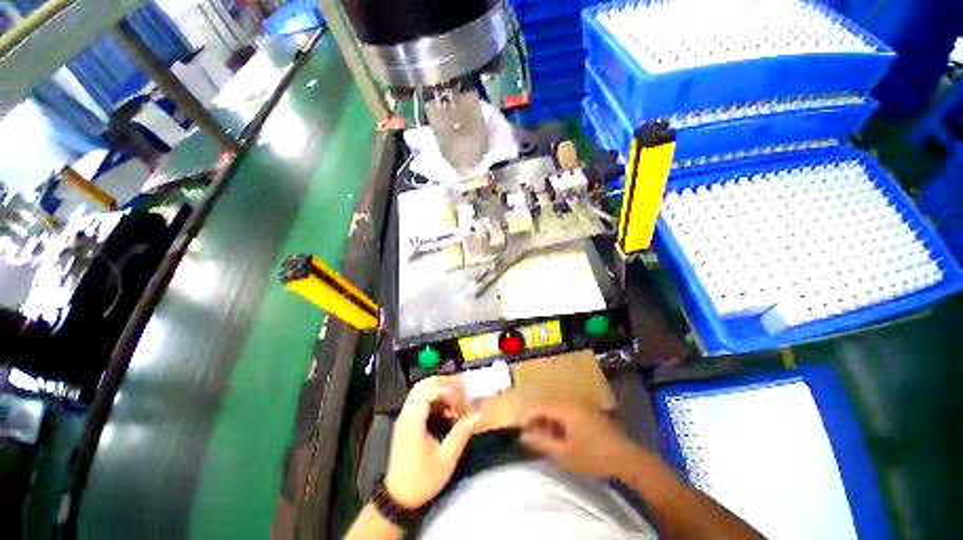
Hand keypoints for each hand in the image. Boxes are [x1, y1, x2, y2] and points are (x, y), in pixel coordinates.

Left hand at [384, 377, 479, 508]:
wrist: (399, 497)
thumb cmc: (422, 479)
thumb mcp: (446, 459)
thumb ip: (461, 433)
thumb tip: (477, 414)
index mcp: (413, 421)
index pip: (427, 391)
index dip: (446, 389)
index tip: (460, 399)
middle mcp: (406, 414)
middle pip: (422, 385)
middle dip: (443, 383)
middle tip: (461, 389)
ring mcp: (404, 417)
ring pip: (420, 390)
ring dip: (439, 389)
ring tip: (456, 399)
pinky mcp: (406, 422)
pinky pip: (419, 400)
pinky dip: (434, 398)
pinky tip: (446, 410)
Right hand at [520, 402, 639, 478]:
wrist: (627, 459)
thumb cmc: (594, 456)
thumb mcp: (565, 454)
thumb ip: (542, 443)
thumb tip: (523, 436)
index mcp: (565, 407)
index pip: (539, 406)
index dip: (526, 415)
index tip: (517, 427)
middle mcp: (572, 401)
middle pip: (547, 405)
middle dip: (536, 419)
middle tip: (529, 435)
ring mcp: (581, 406)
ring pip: (556, 409)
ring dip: (546, 421)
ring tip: (541, 437)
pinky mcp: (588, 412)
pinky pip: (566, 412)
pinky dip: (558, 422)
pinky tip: (557, 436)